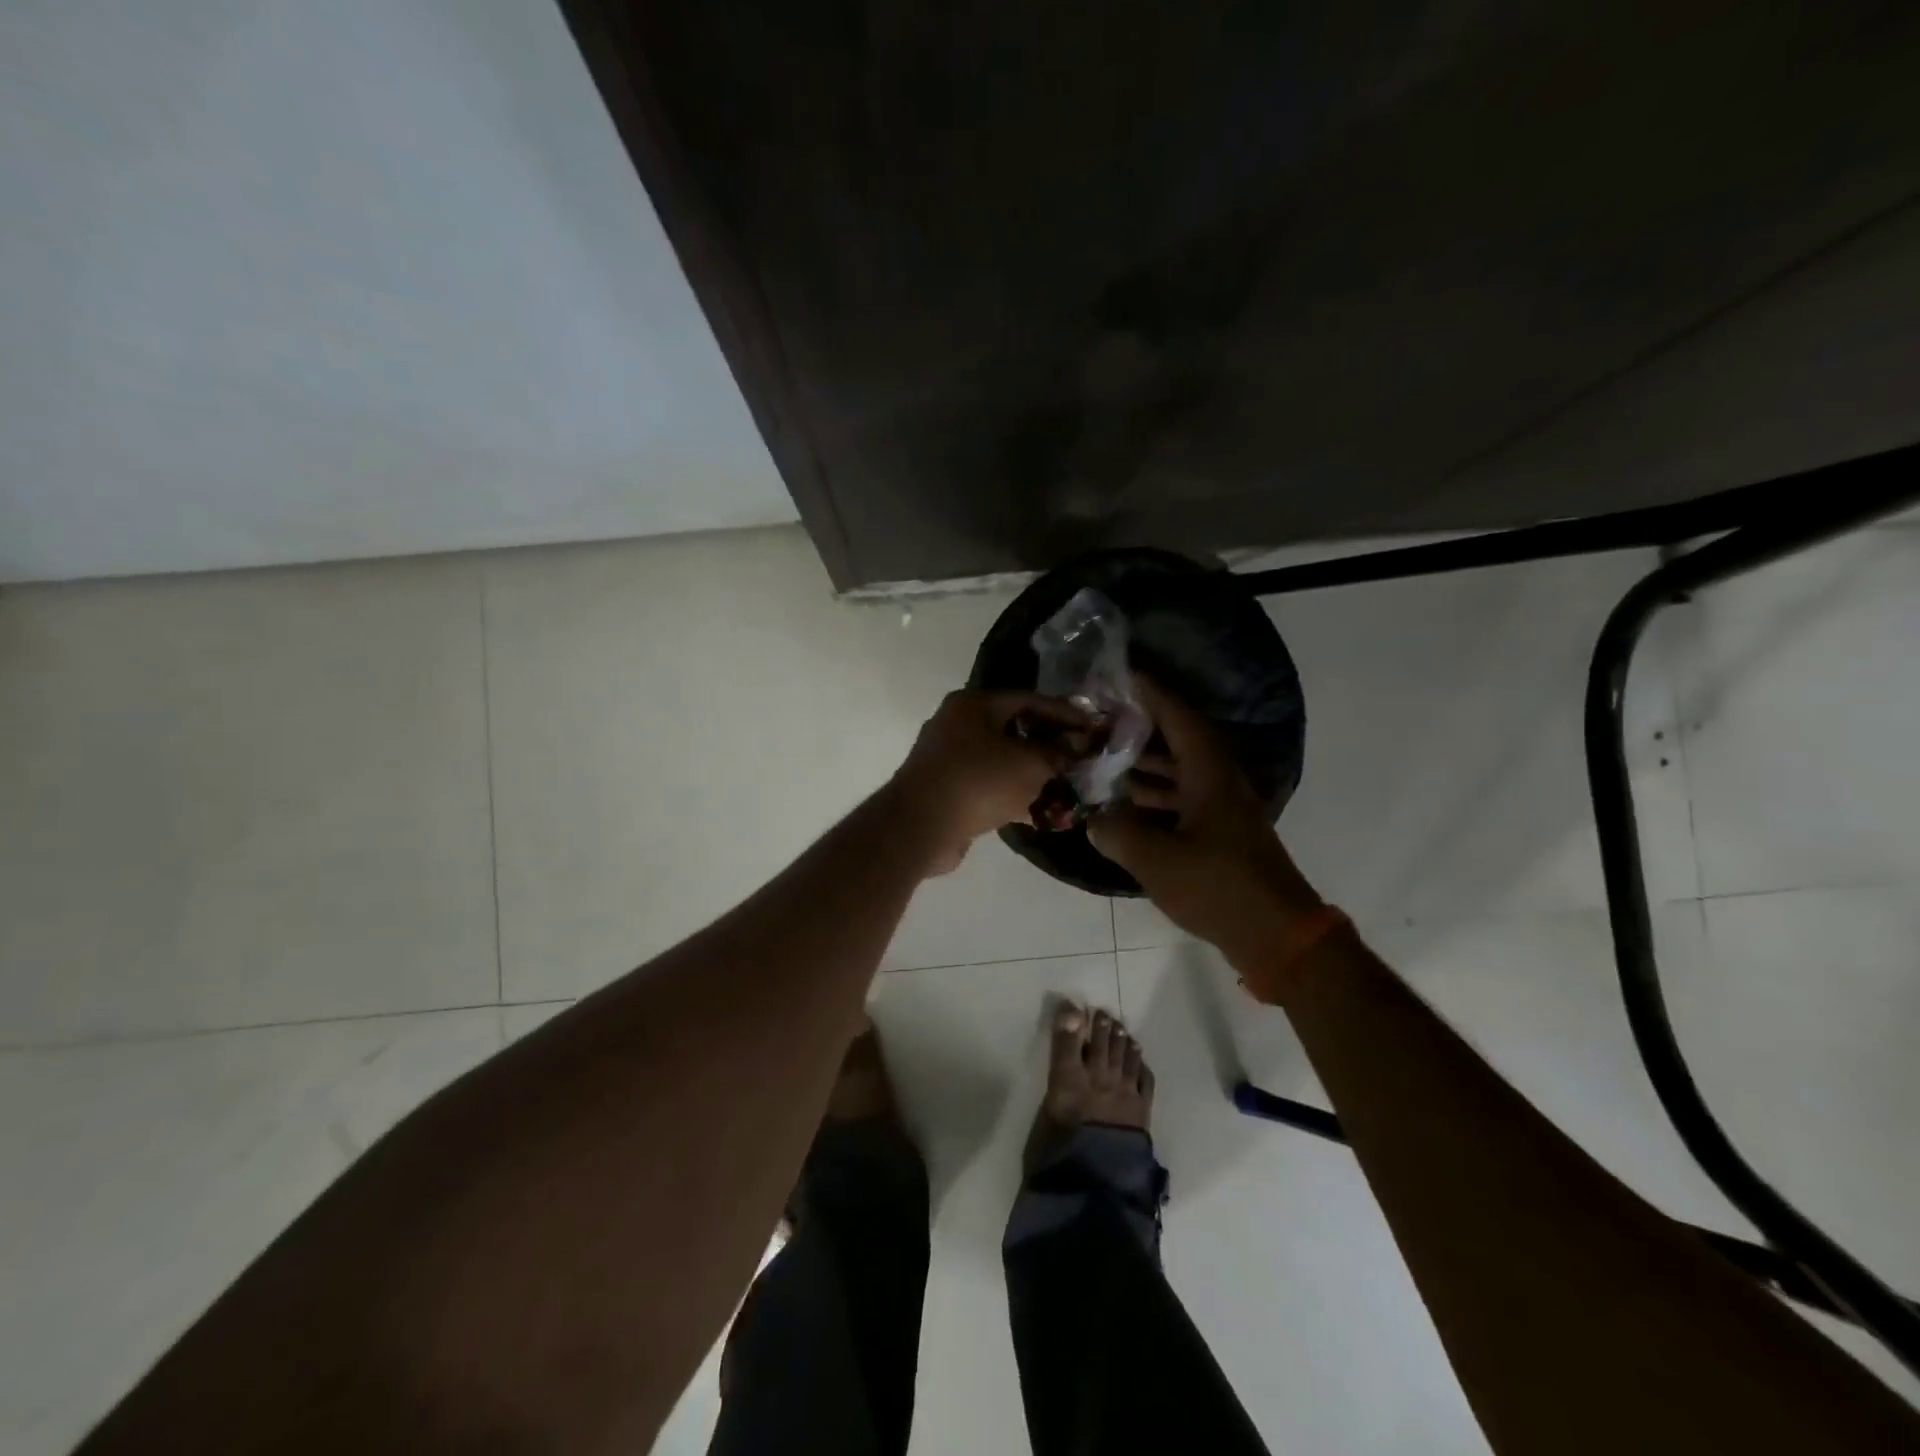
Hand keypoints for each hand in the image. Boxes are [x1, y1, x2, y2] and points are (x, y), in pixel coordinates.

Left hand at [890, 689, 1088, 873]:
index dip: (1065, 714)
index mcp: (973, 704)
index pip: (1029, 700)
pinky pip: (987, 784)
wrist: (919, 827)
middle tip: (1079, 758)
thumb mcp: (1030, 765)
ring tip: (1065, 787)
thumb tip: (1079, 745)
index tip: (1093, 728)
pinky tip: (1039, 811)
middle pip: (1013, 729)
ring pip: (1001, 759)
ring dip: (1032, 773)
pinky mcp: (945, 788)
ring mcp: (948, 757)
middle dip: (1048, 745)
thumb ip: (1058, 753)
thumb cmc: (978, 782)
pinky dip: (1012, 794)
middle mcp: (957, 723)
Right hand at [1088, 676, 1322, 978]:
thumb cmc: (1219, 887)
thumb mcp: (1157, 860)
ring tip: (1102, 759)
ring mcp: (1222, 808)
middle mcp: (1219, 781)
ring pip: (1178, 772)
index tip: (1119, 676)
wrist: (1277, 935)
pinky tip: (1125, 806)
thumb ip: (1119, 833)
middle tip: (1099, 720)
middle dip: (1139, 727)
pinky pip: (1181, 799)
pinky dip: (1154, 796)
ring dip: (1143, 764)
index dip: (1149, 693)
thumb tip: (1094, 819)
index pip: (1177, 716)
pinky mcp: (1220, 833)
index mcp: (1209, 774)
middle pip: (1177, 740)